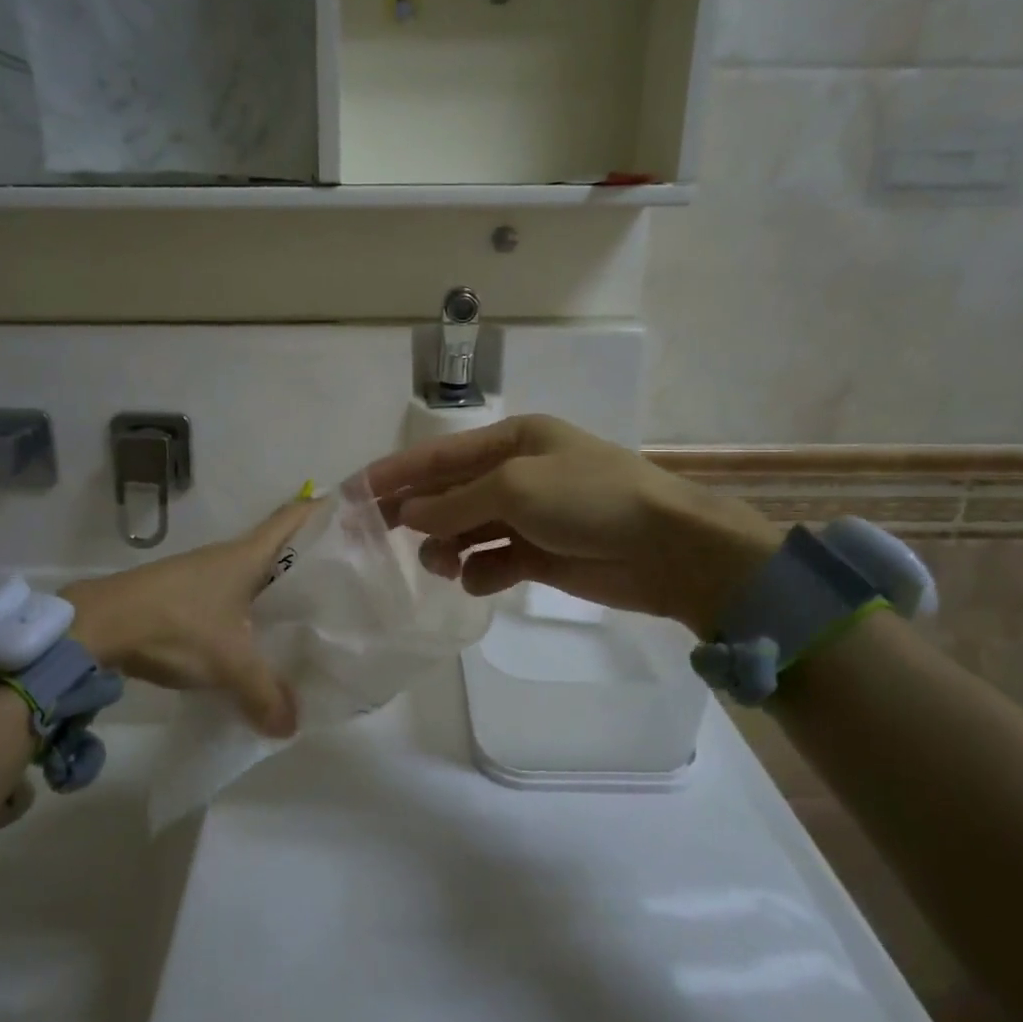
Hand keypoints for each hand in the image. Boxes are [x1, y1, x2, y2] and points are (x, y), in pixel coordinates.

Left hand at [59, 500, 318, 737]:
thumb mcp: (229, 663)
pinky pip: (231, 596)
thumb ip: (265, 694)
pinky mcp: (184, 594)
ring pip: (254, 575)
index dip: (324, 511)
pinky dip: (250, 610)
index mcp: (248, 555)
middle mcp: (228, 556)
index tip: (354, 517)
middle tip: (344, 582)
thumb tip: (291, 727)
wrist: (98, 626)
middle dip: (310, 560)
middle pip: (280, 546)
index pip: (294, 516)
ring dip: (278, 589)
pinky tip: (257, 638)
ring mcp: (203, 574)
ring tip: (309, 616)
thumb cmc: (176, 625)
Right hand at [364, 415, 778, 633]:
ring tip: (440, 564)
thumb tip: (408, 515)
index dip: (395, 473)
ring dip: (447, 546)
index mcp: (512, 440)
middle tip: (377, 538)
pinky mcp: (541, 554)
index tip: (354, 494)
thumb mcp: (516, 487)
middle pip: (449, 493)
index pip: (439, 455)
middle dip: (417, 514)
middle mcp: (517, 473)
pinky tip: (478, 581)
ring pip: (467, 530)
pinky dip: (481, 572)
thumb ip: (455, 502)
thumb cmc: (590, 498)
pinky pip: (494, 561)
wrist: (669, 548)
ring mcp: (530, 516)